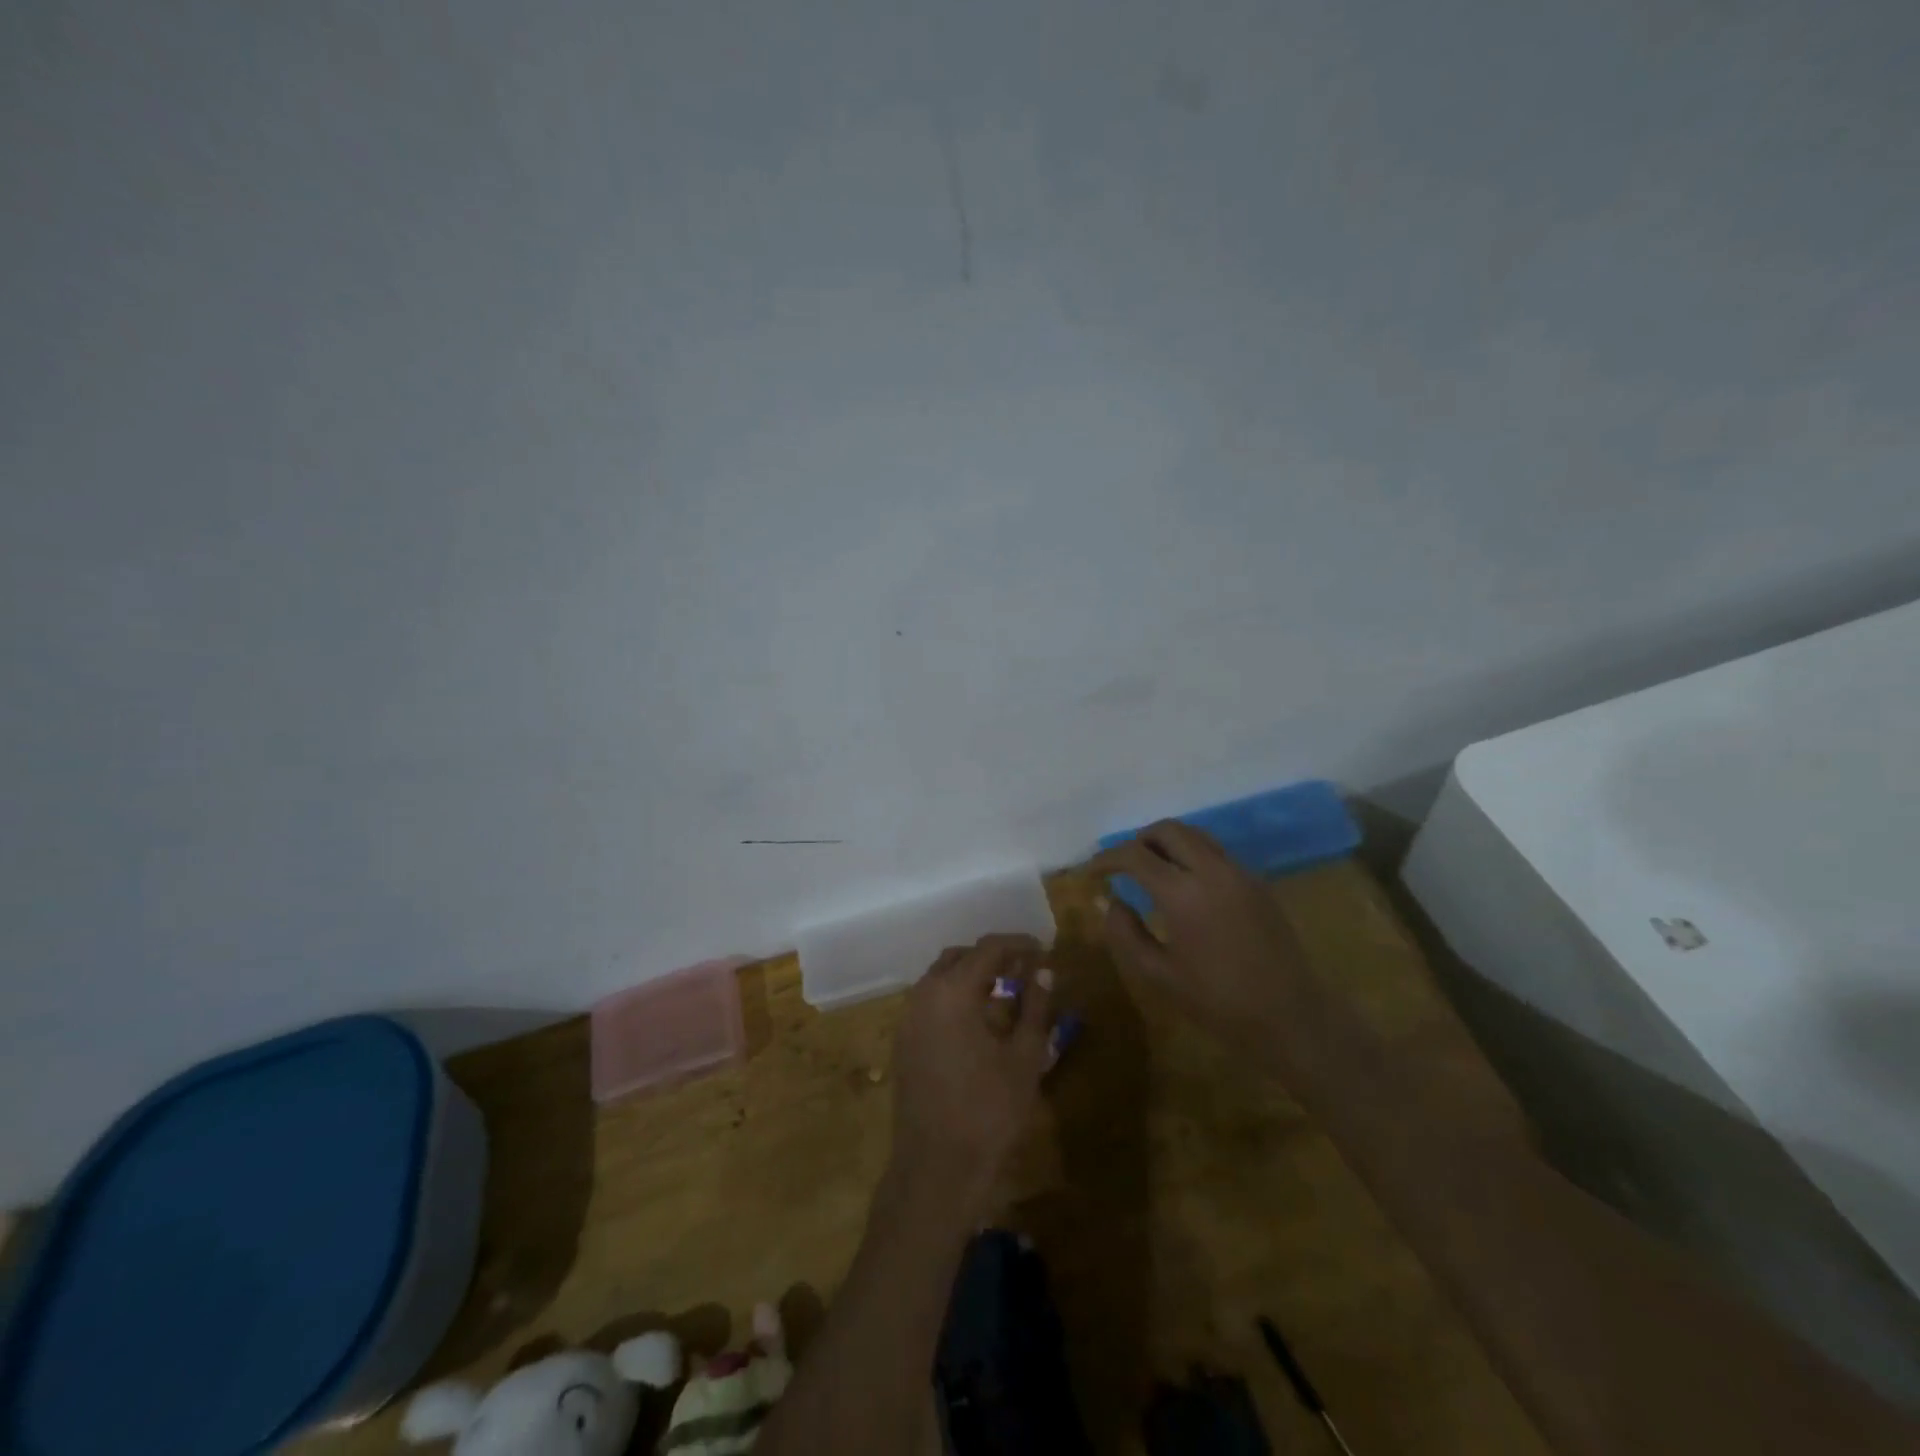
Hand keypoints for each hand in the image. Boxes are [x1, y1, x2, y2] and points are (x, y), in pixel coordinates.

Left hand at [885, 934, 1052, 1225]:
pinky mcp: (904, 1042)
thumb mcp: (1025, 1058)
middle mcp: (924, 995)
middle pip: (961, 957)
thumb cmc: (989, 1112)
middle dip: (994, 957)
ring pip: (942, 978)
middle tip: (1026, 970)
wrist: (937, 1169)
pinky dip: (956, 997)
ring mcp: (909, 1019)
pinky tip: (981, 1020)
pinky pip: (931, 1002)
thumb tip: (1044, 972)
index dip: (1019, 944)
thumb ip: (1035, 1008)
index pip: (989, 949)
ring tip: (1007, 992)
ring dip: (973, 976)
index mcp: (952, 991)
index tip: (1044, 950)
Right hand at [1090, 821, 1309, 1053]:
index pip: (1135, 855)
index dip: (1107, 858)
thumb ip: (1125, 933)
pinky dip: (1191, 855)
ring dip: (1167, 844)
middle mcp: (1212, 870)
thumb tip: (1109, 900)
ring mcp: (1239, 873)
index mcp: (1183, 893)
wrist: (1291, 1017)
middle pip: (1168, 830)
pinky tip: (1185, 886)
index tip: (1091, 871)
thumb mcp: (1159, 975)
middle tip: (1121, 866)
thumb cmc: (1218, 1003)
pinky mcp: (1257, 882)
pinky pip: (1216, 852)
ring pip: (1195, 835)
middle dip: (1138, 841)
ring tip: (1150, 870)